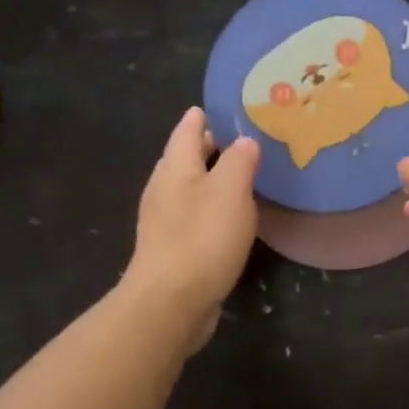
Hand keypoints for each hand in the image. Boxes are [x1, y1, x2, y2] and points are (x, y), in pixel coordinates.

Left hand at [124, 107, 258, 349]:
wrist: (171, 301)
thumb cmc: (202, 238)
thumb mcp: (230, 191)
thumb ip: (239, 161)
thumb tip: (244, 141)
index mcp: (175, 168)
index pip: (187, 131)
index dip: (202, 116)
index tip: (220, 106)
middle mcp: (164, 189)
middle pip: (184, 158)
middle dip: (207, 146)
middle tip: (238, 137)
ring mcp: (164, 221)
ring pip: (188, 187)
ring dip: (210, 178)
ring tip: (238, 174)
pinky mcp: (173, 248)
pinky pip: (193, 215)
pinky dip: (210, 206)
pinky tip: (228, 216)